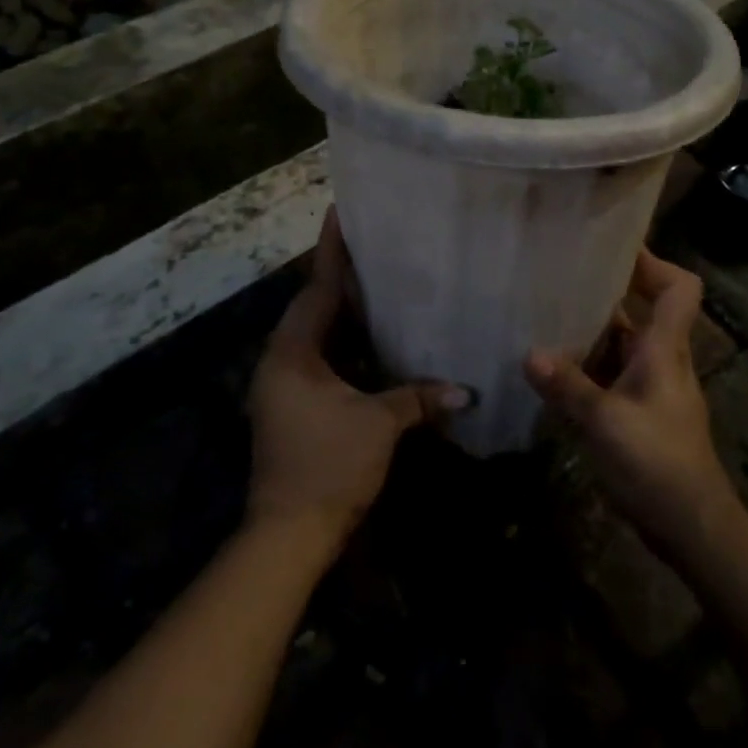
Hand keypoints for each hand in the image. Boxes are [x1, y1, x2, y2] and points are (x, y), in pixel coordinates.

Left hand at [246, 210, 468, 552]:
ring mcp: (285, 385)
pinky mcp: (294, 405)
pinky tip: (372, 338)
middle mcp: (282, 360)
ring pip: (318, 334)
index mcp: (293, 352)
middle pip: (315, 306)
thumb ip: (418, 398)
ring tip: (378, 281)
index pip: (318, 288)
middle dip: (343, 276)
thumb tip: (465, 391)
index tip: (340, 211)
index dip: (332, 250)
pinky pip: (321, 358)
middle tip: (375, 243)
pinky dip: (345, 343)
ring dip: (344, 311)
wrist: (288, 536)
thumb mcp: (378, 425)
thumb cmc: (329, 466)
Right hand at [526, 250, 742, 560]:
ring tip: (546, 315)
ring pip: (622, 344)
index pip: (679, 289)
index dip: (654, 262)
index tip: (616, 247)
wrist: (692, 527)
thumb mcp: (606, 423)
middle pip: (644, 310)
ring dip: (591, 331)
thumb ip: (568, 387)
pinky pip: (611, 374)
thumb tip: (529, 354)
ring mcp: (651, 388)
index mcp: (665, 350)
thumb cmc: (658, 464)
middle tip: (562, 276)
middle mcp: (662, 360)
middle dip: (607, 291)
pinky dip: (587, 366)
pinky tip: (554, 369)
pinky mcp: (639, 413)